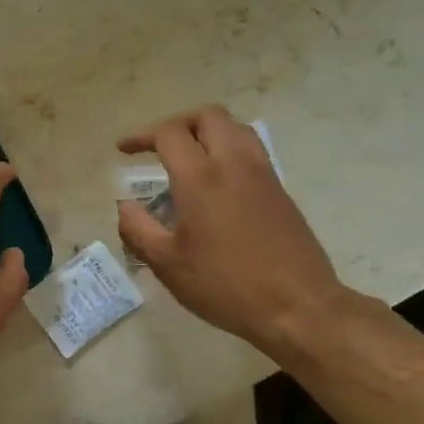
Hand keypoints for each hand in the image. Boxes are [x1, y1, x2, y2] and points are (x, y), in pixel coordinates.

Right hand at [116, 106, 348, 352]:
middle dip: (177, 124)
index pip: (169, 134)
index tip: (124, 150)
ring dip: (206, 132)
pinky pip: (251, 150)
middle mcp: (234, 164)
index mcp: (201, 178)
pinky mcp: (280, 190)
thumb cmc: (225, 285)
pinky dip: (227, 149)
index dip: (141, 136)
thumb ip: (137, 229)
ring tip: (188, 156)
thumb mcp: (168, 264)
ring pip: (235, 128)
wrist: (299, 307)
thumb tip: (125, 206)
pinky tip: (215, 181)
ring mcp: (263, 175)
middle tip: (157, 146)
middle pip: (207, 117)